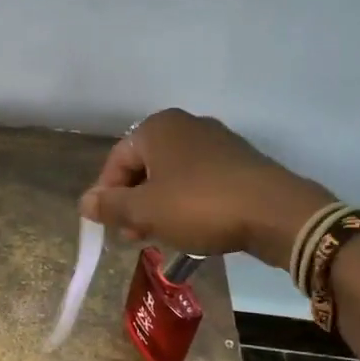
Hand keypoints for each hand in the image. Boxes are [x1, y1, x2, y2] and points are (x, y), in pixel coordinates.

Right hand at [78, 110, 334, 266]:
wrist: (276, 212)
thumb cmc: (200, 205)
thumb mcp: (146, 211)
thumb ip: (110, 206)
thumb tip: (84, 202)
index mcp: (157, 128)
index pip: (116, 160)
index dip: (108, 195)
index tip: (111, 227)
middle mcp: (185, 125)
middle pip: (145, 166)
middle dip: (135, 201)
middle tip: (135, 235)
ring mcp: (216, 141)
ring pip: (172, 174)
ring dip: (159, 204)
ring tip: (162, 235)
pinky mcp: (239, 161)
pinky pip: (199, 180)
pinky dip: (187, 201)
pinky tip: (193, 227)